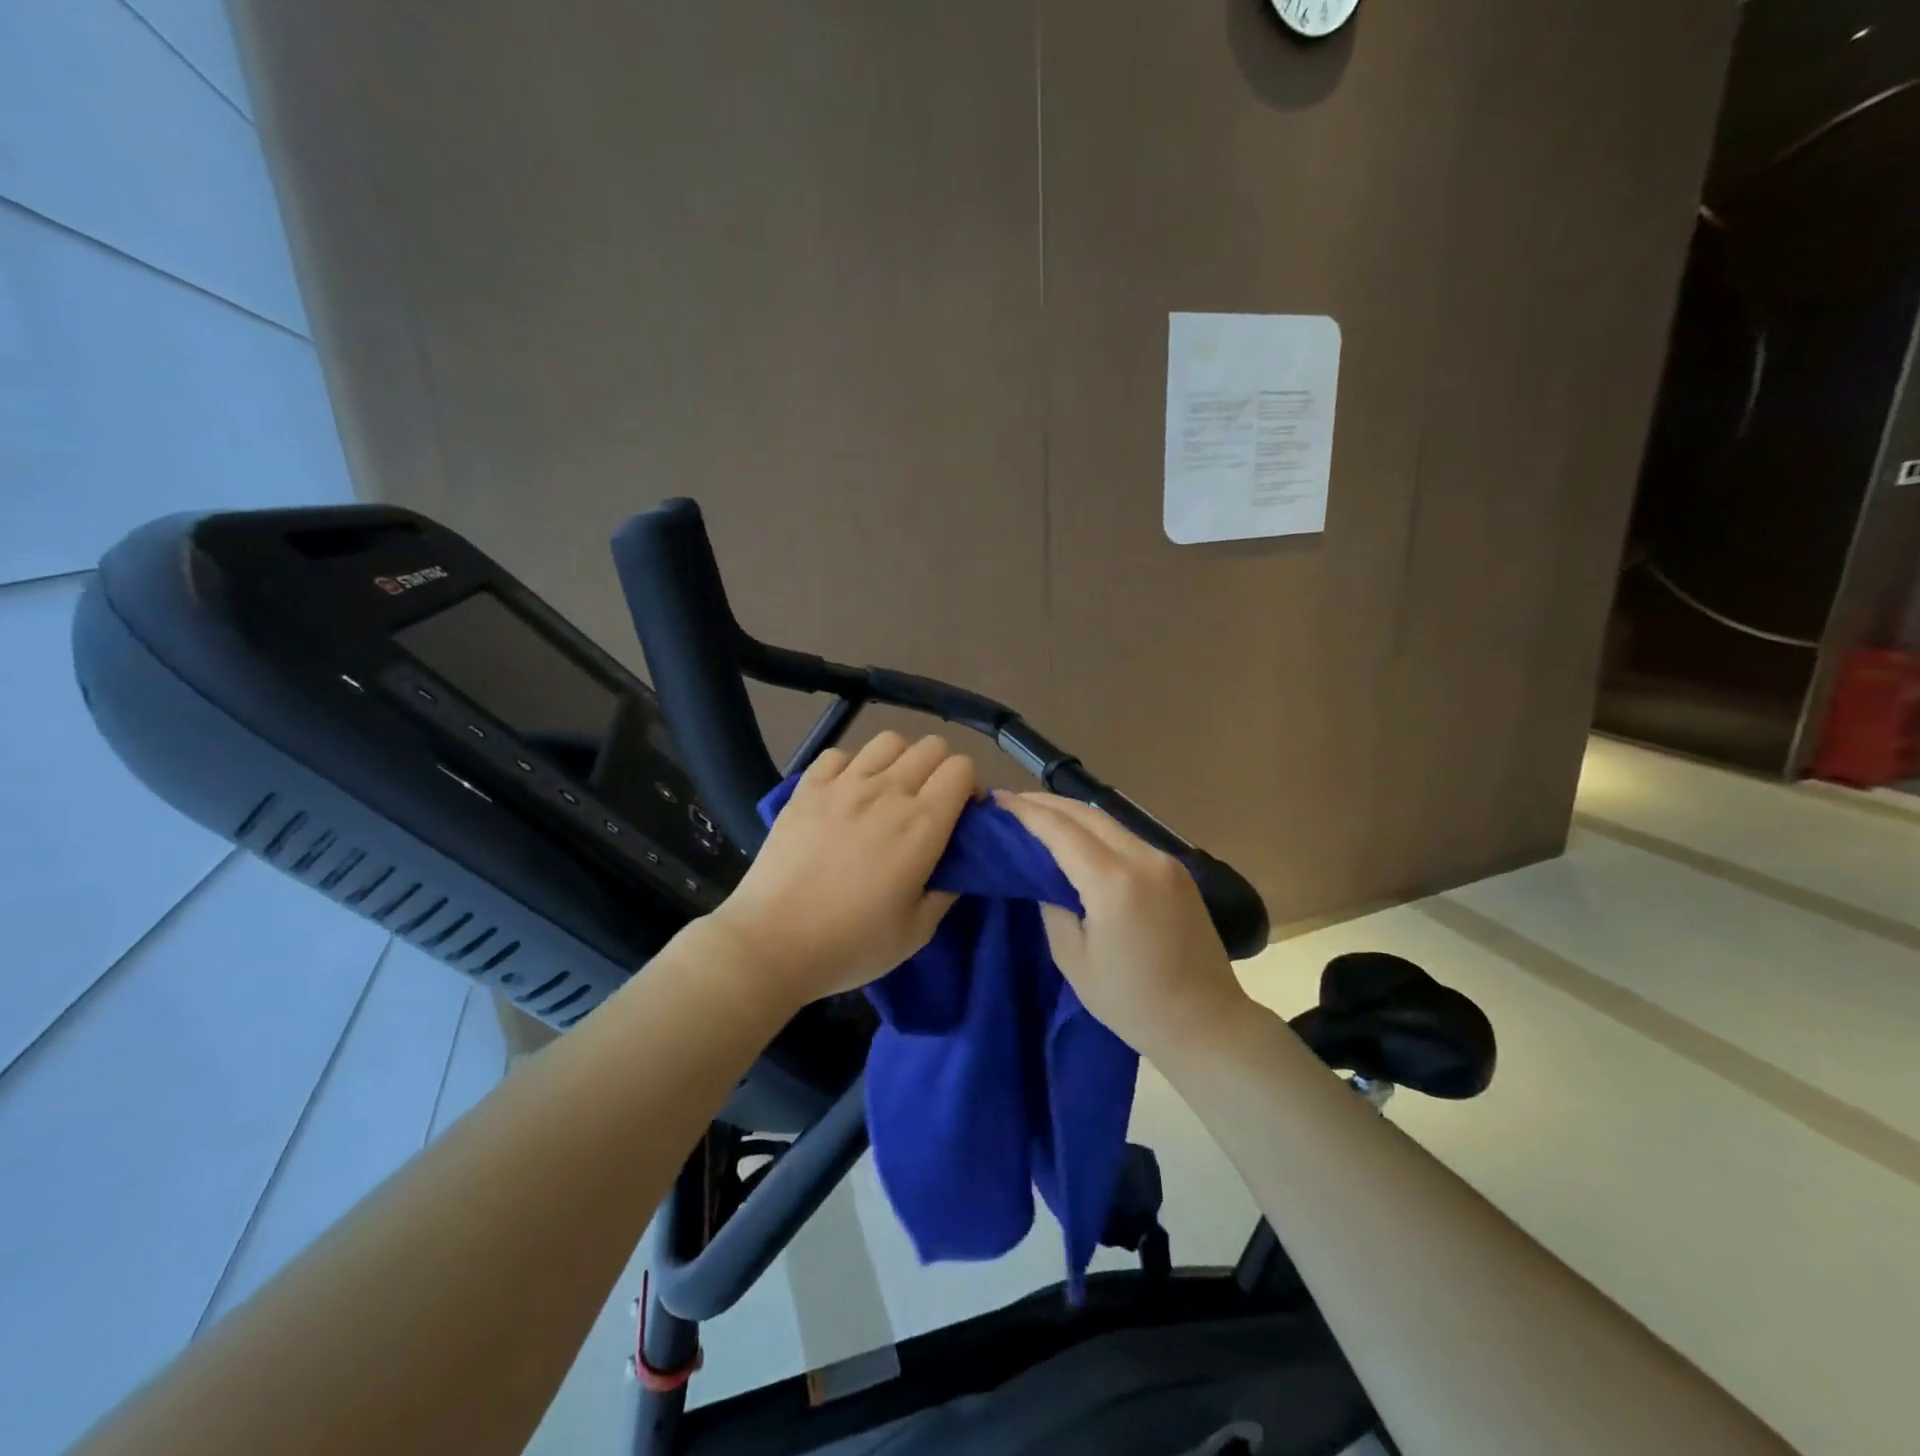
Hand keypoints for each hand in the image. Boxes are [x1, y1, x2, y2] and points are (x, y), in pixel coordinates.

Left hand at [707, 732, 977, 1013]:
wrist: (771, 944)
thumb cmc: (850, 945)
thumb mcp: (916, 932)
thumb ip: (945, 893)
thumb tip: (956, 869)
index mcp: (922, 824)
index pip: (961, 768)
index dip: (971, 785)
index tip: (964, 812)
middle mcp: (887, 792)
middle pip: (930, 746)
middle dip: (941, 768)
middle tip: (931, 801)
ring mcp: (843, 785)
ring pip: (887, 741)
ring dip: (900, 759)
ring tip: (890, 790)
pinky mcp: (807, 788)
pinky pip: (838, 754)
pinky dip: (851, 765)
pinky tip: (846, 792)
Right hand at [999, 792, 1251, 1061]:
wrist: (1206, 1023)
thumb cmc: (1132, 1002)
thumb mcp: (1074, 960)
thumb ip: (1052, 908)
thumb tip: (1043, 877)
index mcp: (1114, 882)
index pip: (1061, 830)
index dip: (1026, 812)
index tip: (997, 800)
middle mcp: (1143, 859)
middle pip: (1087, 813)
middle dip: (1046, 803)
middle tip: (1011, 802)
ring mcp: (1165, 861)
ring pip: (1109, 821)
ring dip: (1071, 813)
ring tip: (1038, 815)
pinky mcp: (1177, 871)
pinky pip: (1127, 837)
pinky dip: (1096, 831)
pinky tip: (1077, 838)